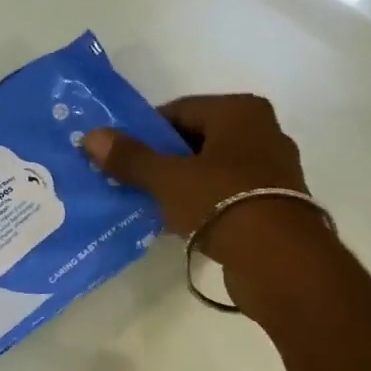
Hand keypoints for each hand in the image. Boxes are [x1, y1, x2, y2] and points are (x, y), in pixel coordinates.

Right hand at [83, 94, 327, 312]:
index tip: (121, 156)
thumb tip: (91, 136)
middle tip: (131, 181)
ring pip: (212, 170)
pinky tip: (180, 225)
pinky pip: (227, 195)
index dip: (145, 132)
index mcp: (241, 111)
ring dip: (182, 185)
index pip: (179, 110)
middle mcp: (262, 132)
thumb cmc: (222, 202)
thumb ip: (130, 157)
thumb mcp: (168, 178)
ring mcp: (273, 170)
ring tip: (151, 206)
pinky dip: (203, 205)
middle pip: (196, 140)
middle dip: (163, 160)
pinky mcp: (275, 205)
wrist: (279, 260)